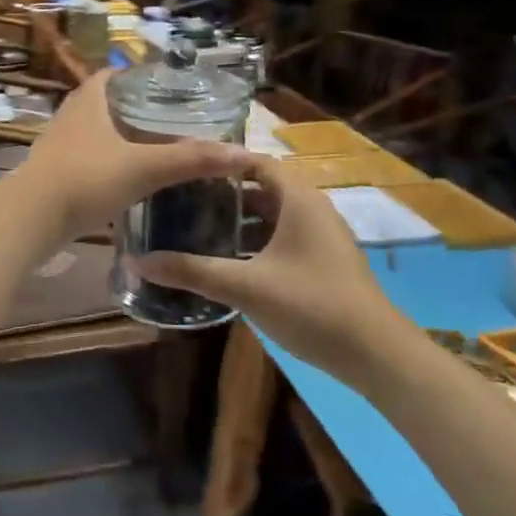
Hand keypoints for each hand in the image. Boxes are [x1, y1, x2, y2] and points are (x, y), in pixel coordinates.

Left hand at [14, 71, 251, 242]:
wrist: (30, 220)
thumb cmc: (86, 180)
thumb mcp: (144, 167)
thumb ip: (192, 160)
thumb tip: (243, 154)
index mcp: (88, 101)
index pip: (110, 75)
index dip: (134, 77)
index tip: (163, 88)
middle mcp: (69, 117)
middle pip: (102, 102)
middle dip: (130, 109)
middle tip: (165, 121)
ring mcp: (57, 146)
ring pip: (92, 132)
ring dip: (116, 137)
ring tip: (150, 149)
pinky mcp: (52, 174)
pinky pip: (84, 158)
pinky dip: (104, 162)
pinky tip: (124, 180)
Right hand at [138, 155, 402, 386]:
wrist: (376, 354)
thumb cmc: (311, 305)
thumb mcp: (246, 286)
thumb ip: (192, 271)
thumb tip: (139, 261)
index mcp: (298, 198)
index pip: (254, 160)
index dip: (220, 162)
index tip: (183, 169)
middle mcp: (311, 207)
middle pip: (261, 186)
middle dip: (223, 193)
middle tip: (181, 200)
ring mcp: (321, 234)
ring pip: (272, 214)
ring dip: (239, 219)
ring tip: (196, 227)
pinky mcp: (324, 259)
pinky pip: (284, 235)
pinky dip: (257, 240)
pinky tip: (229, 261)